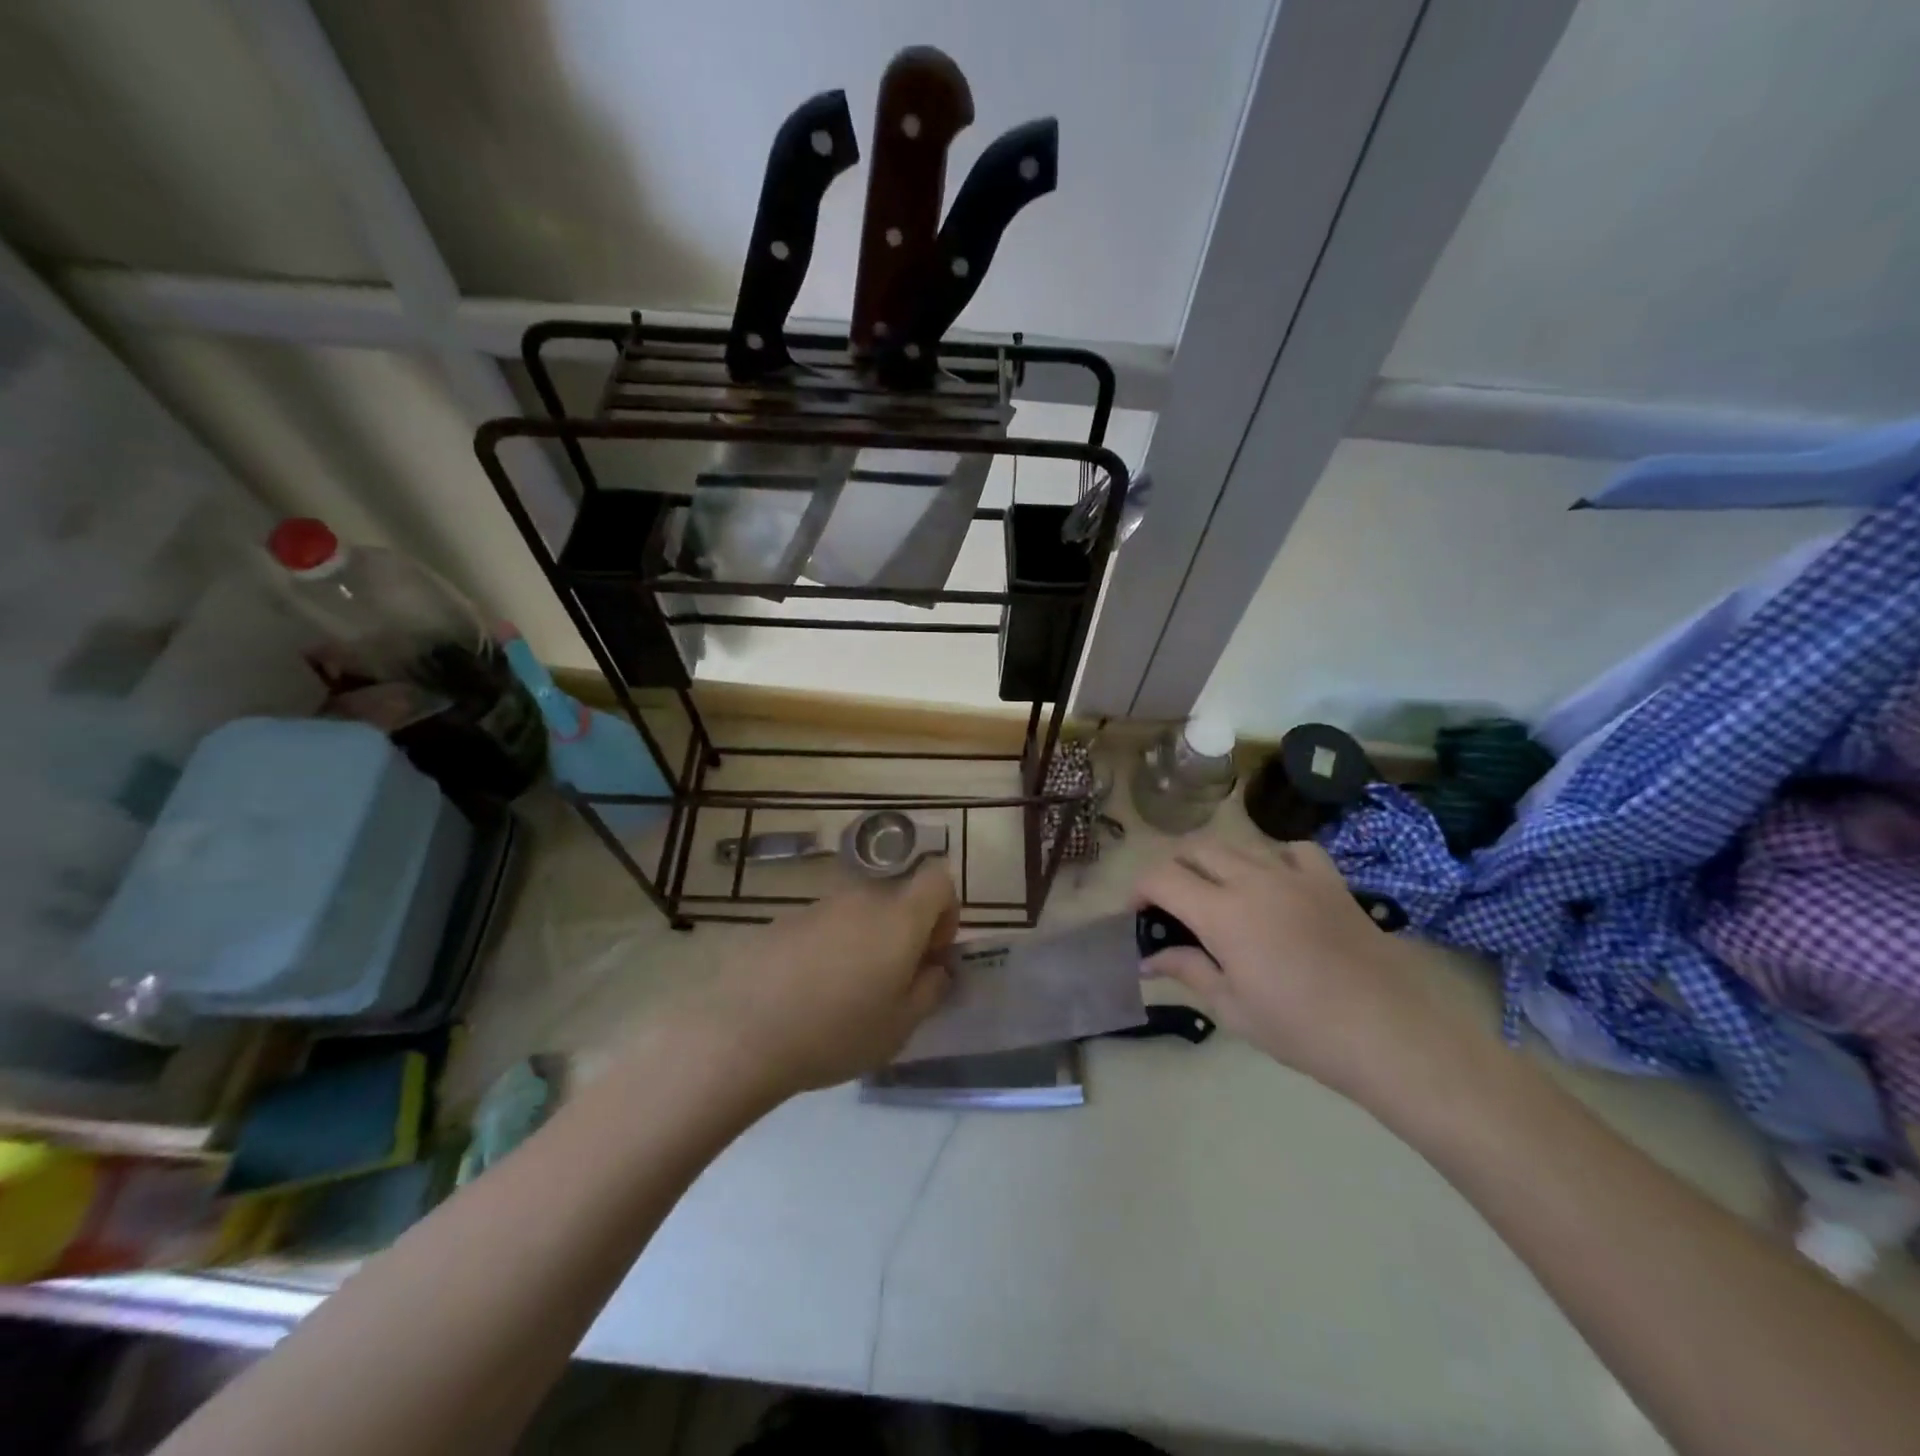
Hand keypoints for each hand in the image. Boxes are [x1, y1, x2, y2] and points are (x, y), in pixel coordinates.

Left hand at [671, 863, 958, 1097]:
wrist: (744, 1032)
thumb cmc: (838, 1032)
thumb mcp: (901, 1026)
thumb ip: (931, 989)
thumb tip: (937, 968)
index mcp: (899, 917)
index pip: (939, 879)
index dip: (946, 911)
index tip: (931, 953)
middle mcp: (862, 898)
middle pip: (898, 898)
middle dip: (905, 932)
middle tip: (892, 981)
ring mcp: (820, 906)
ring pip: (860, 913)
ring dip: (866, 941)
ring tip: (847, 992)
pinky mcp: (785, 920)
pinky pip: (825, 925)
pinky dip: (830, 947)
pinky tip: (809, 991)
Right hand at [1134, 837, 1455, 1101]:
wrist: (1389, 1033)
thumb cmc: (1302, 1029)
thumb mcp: (1233, 1008)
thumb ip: (1187, 971)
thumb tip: (1148, 959)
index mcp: (1222, 913)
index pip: (1162, 877)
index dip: (1139, 889)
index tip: (1137, 914)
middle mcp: (1252, 880)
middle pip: (1195, 849)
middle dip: (1172, 870)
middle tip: (1172, 906)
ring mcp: (1294, 875)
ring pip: (1237, 845)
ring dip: (1214, 863)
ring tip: (1218, 896)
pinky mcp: (1329, 880)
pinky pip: (1291, 850)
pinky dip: (1271, 858)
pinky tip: (1274, 883)